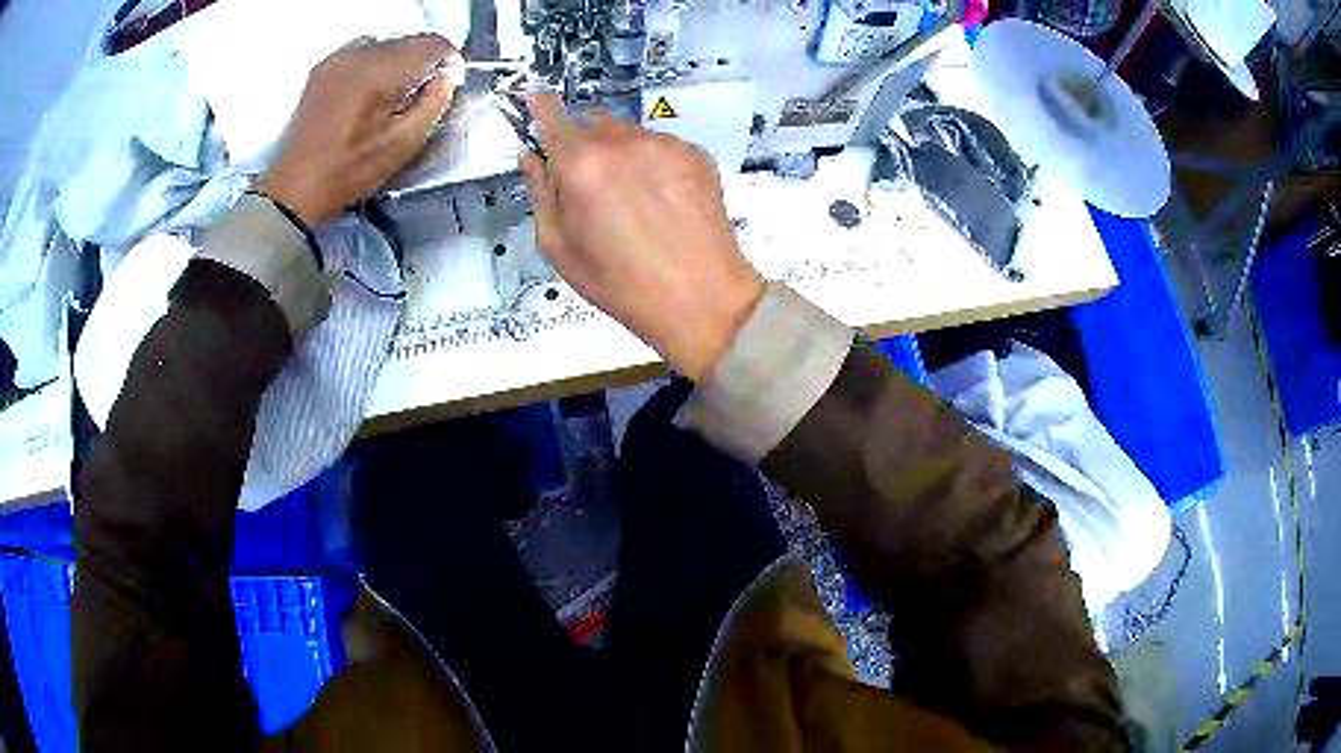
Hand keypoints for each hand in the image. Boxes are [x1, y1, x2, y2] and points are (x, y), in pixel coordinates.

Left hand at [258, 35, 460, 224]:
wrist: (296, 185)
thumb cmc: (350, 171)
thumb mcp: (403, 144)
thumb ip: (434, 103)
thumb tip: (448, 77)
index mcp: (382, 72)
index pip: (434, 44)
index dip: (449, 61)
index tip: (447, 84)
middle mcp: (361, 54)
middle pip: (411, 41)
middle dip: (422, 63)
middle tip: (417, 96)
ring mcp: (339, 58)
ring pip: (388, 43)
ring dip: (398, 63)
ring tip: (390, 95)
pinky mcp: (324, 66)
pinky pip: (363, 50)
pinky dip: (374, 63)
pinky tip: (367, 91)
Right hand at [520, 95, 764, 382]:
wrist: (702, 299)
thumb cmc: (620, 284)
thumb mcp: (560, 247)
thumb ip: (540, 192)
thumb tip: (530, 156)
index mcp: (582, 164)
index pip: (552, 117)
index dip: (541, 106)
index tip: (534, 99)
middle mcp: (623, 141)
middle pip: (591, 122)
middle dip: (582, 142)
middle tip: (588, 184)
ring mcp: (665, 143)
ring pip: (627, 132)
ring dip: (617, 150)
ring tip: (630, 196)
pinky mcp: (696, 153)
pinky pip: (659, 144)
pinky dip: (650, 160)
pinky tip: (660, 197)